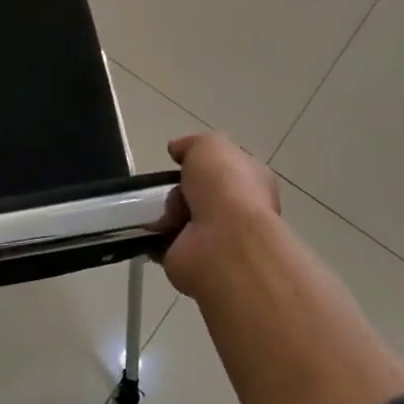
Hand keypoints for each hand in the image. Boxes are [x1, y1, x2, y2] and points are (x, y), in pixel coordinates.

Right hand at [157, 132, 283, 301]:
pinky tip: (151, 228)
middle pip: (198, 192)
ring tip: (164, 211)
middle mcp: (239, 210)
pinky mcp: (194, 259)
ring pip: (181, 216)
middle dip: (179, 188)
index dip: (203, 162)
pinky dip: (155, 235)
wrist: (223, 241)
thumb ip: (192, 144)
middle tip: (171, 187)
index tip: (180, 159)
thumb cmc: (224, 185)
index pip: (227, 167)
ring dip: (167, 211)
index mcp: (252, 180)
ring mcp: (218, 238)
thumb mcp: (209, 145)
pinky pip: (167, 241)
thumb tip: (176, 149)